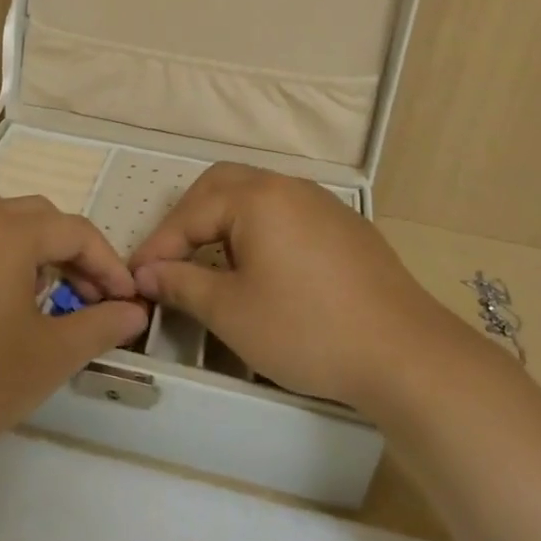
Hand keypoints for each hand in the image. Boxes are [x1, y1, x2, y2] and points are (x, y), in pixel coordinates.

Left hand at [0, 192, 147, 469]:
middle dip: (70, 250)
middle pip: (36, 216)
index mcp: (8, 232)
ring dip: (27, 242)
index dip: (108, 263)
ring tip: (36, 286)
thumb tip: (134, 311)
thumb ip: (100, 325)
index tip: (124, 301)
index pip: (75, 231)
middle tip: (86, 296)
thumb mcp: (50, 356)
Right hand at [128, 164, 464, 412]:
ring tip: (212, 262)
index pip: (190, 213)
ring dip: (225, 221)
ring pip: (258, 196)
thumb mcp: (231, 311)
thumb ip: (181, 284)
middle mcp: (289, 187)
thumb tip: (147, 273)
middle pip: (222, 185)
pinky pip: (288, 214)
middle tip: (171, 257)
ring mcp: (323, 204)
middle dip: (189, 218)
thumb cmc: (306, 329)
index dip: (158, 246)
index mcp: (256, 198)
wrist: (405, 354)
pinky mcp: (347, 227)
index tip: (135, 278)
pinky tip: (264, 268)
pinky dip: (260, 230)